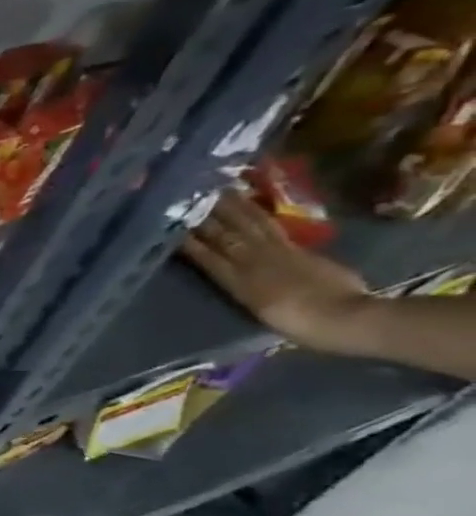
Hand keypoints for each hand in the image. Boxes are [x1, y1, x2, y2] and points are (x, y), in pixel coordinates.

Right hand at [180, 195, 369, 349]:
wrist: (347, 318)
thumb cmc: (298, 324)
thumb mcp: (259, 310)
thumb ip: (242, 287)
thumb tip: (233, 273)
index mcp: (237, 281)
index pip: (204, 255)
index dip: (186, 240)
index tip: (168, 224)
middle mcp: (252, 261)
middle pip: (224, 235)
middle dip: (203, 216)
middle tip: (187, 196)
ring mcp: (277, 252)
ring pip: (246, 225)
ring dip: (230, 207)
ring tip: (215, 192)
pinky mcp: (297, 249)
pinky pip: (270, 226)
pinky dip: (255, 214)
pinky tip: (247, 205)